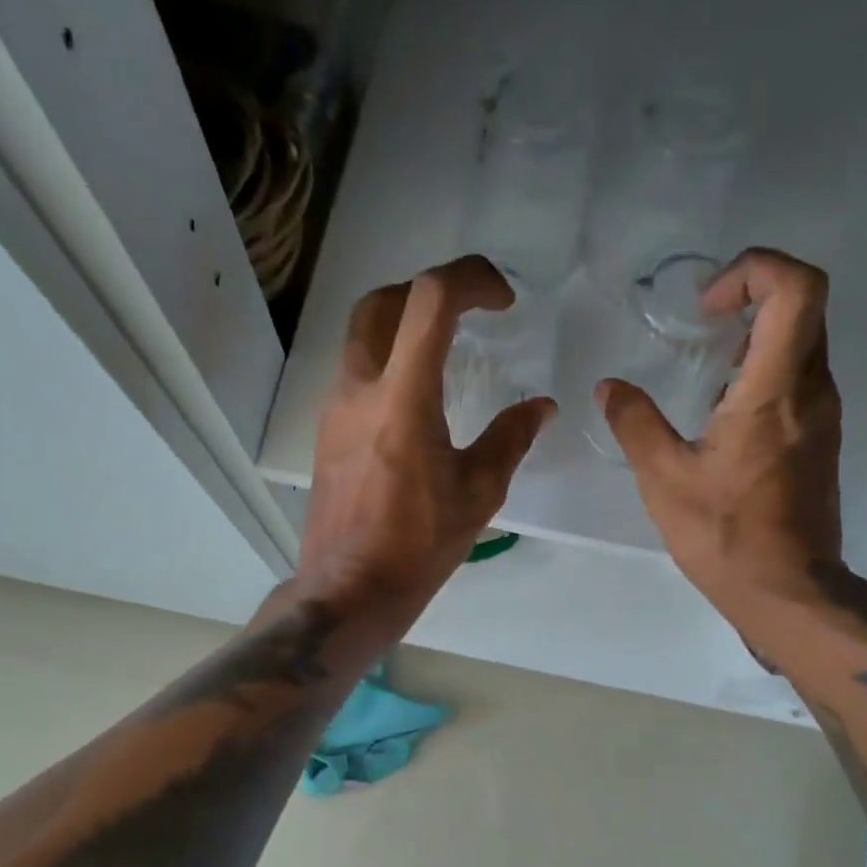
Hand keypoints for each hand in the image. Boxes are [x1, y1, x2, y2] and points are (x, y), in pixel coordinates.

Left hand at [297, 256, 555, 625]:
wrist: (350, 588)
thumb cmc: (418, 545)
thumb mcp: (478, 492)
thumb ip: (510, 439)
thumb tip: (541, 407)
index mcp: (403, 397)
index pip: (431, 300)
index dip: (471, 279)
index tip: (503, 301)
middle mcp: (359, 388)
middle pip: (381, 302)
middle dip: (428, 291)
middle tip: (467, 313)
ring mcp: (334, 408)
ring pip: (361, 335)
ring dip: (402, 324)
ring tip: (444, 351)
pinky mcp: (326, 431)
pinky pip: (355, 373)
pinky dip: (387, 361)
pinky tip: (415, 401)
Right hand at [597, 248, 866, 634]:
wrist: (789, 591)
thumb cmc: (726, 536)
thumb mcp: (664, 480)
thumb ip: (635, 423)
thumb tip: (609, 387)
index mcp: (775, 391)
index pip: (797, 288)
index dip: (755, 270)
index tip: (707, 306)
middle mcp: (813, 391)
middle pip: (805, 305)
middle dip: (751, 296)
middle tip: (701, 324)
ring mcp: (824, 415)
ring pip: (805, 341)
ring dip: (757, 334)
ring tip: (705, 368)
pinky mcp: (821, 439)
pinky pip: (801, 377)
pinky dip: (765, 369)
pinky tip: (722, 410)